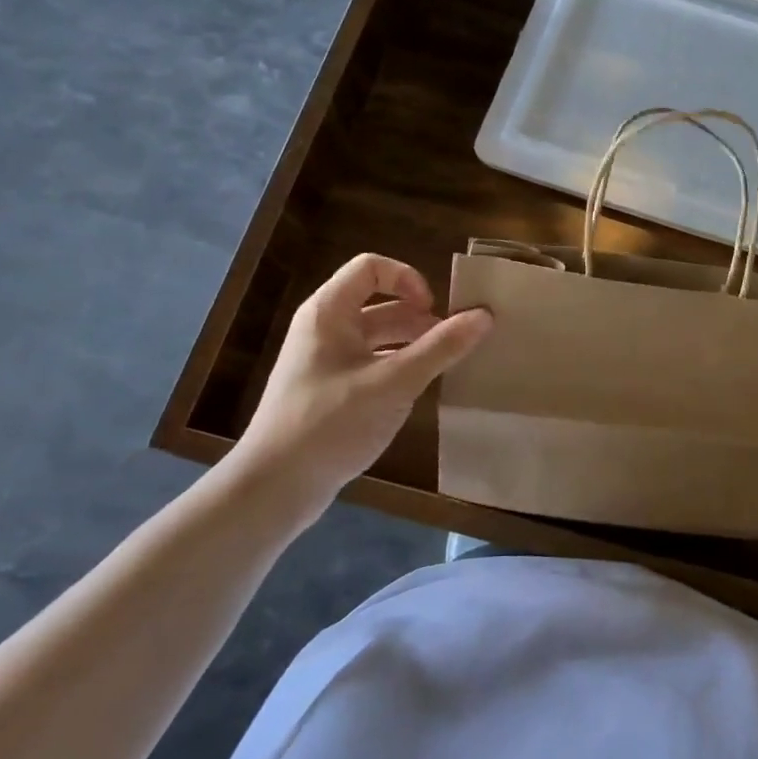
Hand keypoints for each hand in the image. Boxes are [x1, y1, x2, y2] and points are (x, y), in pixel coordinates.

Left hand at [226, 254, 491, 528]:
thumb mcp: (394, 383)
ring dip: (413, 344)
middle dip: (420, 317)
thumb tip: (485, 314)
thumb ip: (441, 347)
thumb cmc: (330, 424)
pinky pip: (371, 363)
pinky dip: (399, 368)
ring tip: (446, 366)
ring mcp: (325, 361)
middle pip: (380, 303)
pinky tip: (420, 391)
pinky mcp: (329, 391)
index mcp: (329, 312)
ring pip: (378, 336)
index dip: (408, 279)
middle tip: (455, 341)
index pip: (372, 268)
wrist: (272, 490)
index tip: (434, 310)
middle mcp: (325, 329)